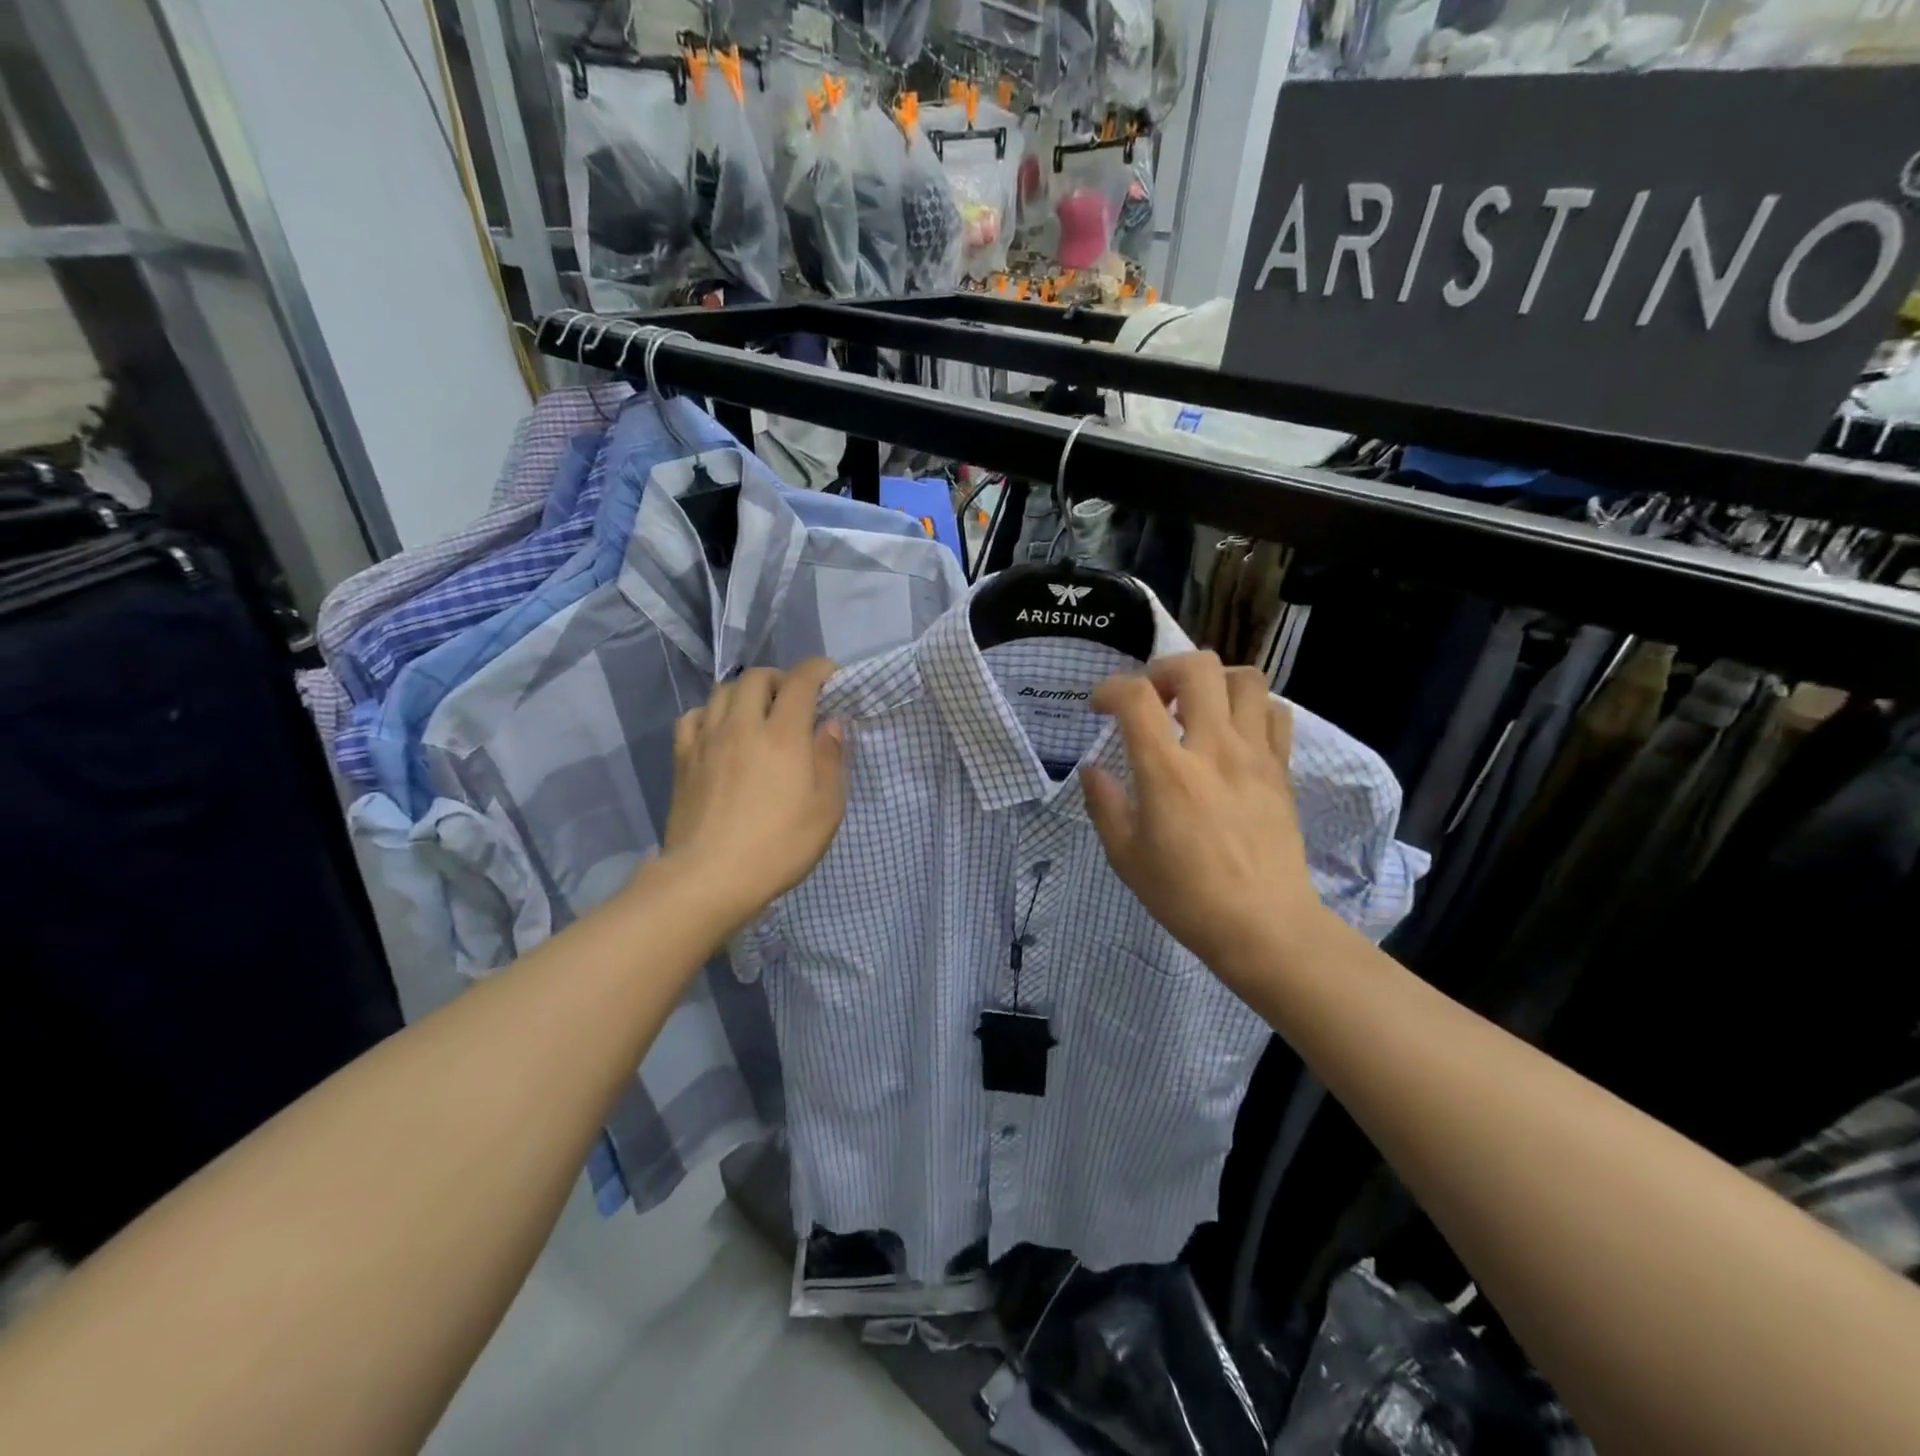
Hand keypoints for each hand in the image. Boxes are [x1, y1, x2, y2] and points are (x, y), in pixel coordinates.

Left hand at [661, 659, 846, 930]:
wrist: (709, 878)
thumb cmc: (778, 846)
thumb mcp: (826, 809)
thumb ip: (830, 760)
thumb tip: (830, 725)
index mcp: (783, 735)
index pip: (801, 680)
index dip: (819, 669)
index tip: (831, 677)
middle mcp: (742, 725)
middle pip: (757, 677)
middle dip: (781, 678)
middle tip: (794, 700)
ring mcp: (706, 740)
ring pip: (722, 691)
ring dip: (746, 692)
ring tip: (757, 713)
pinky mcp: (682, 759)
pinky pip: (692, 716)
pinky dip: (710, 713)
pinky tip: (719, 731)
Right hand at [1082, 652, 1327, 992]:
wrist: (1263, 926)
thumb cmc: (1185, 896)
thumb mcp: (1125, 856)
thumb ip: (1104, 804)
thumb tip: (1092, 769)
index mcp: (1167, 771)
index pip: (1136, 696)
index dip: (1110, 688)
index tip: (1099, 707)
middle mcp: (1214, 749)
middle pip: (1198, 667)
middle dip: (1164, 669)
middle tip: (1152, 700)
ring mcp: (1255, 755)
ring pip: (1245, 679)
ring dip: (1213, 682)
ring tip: (1195, 709)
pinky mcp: (1281, 769)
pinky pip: (1274, 713)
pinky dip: (1250, 708)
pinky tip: (1232, 733)